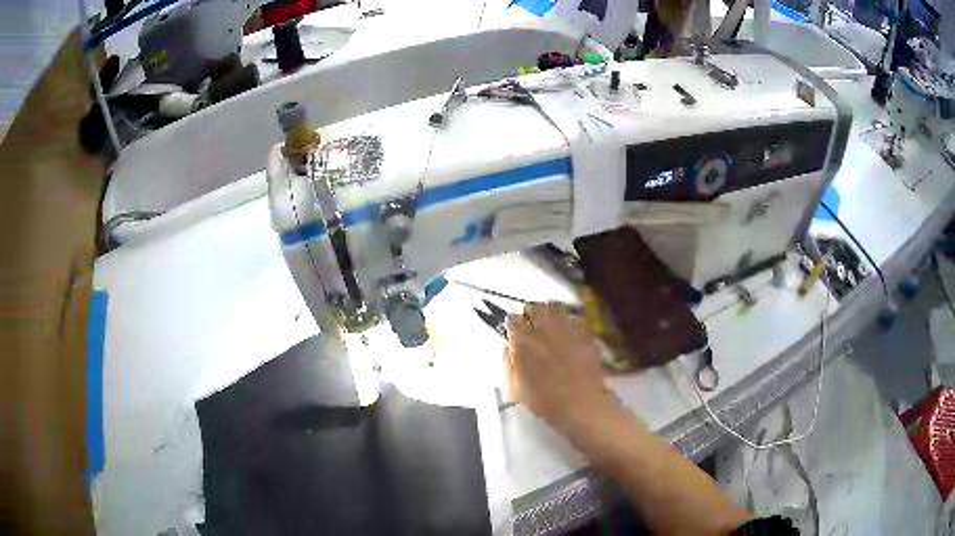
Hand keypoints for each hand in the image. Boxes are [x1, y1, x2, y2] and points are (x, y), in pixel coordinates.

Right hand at [504, 303, 614, 432]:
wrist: (582, 406)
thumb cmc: (545, 402)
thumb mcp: (516, 388)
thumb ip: (509, 364)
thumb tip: (508, 346)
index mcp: (523, 343)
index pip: (512, 320)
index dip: (513, 326)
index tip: (515, 333)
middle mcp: (544, 330)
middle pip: (535, 308)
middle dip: (531, 314)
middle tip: (532, 325)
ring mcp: (567, 329)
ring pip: (555, 307)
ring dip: (550, 313)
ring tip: (551, 324)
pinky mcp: (585, 334)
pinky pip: (575, 319)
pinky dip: (570, 322)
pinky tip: (570, 333)